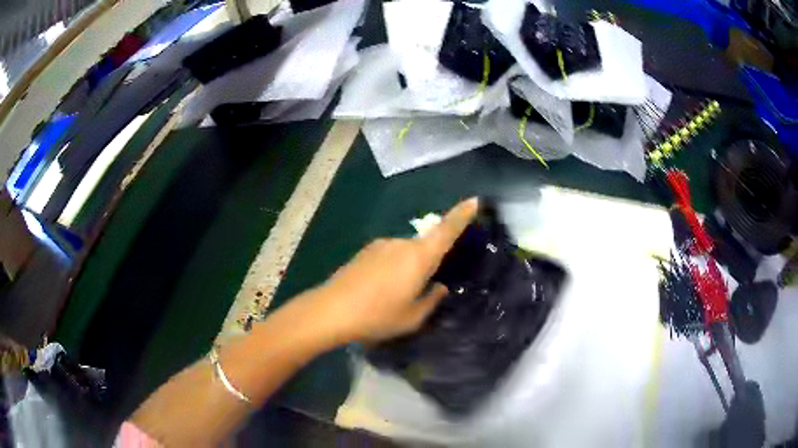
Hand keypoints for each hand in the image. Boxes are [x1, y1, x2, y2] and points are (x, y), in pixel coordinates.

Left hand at [312, 198, 478, 343]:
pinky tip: (381, 290)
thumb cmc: (377, 316)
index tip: (475, 200)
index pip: (446, 230)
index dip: (462, 214)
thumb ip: (431, 300)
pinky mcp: (365, 251)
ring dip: (409, 268)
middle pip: (425, 245)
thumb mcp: (412, 318)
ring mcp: (380, 245)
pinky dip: (393, 268)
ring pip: (406, 253)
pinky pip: (389, 255)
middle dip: (429, 262)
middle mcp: (401, 243)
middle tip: (425, 287)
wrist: (330, 310)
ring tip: (397, 296)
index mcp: (419, 257)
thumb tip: (439, 287)